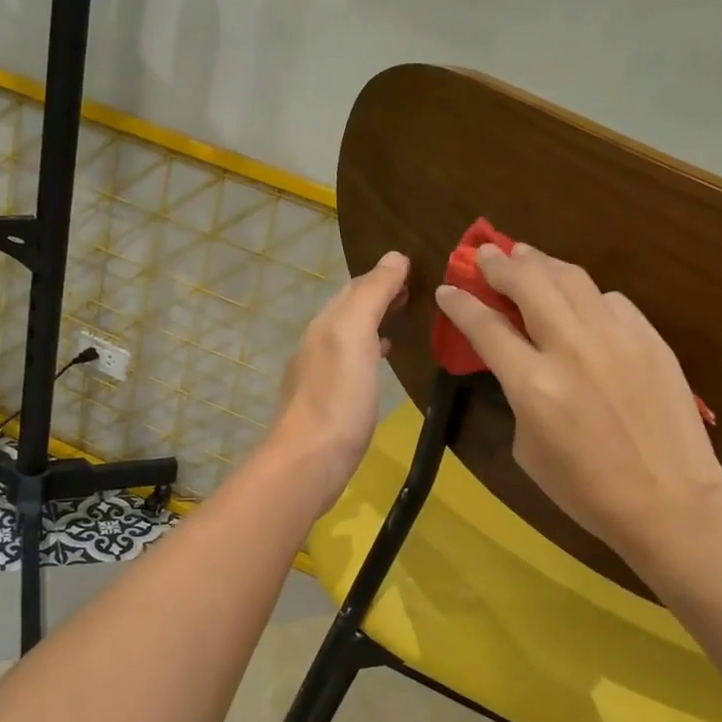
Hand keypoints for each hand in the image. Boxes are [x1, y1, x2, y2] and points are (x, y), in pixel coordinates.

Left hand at [268, 250, 409, 509]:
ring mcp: (318, 377)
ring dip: (372, 325)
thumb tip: (394, 257)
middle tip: (411, 293)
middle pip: (348, 310)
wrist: (308, 463)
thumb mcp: (354, 336)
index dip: (382, 276)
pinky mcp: (326, 405)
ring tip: (400, 323)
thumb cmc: (336, 398)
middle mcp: (317, 345)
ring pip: (348, 338)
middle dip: (377, 297)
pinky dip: (367, 355)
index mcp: (325, 325)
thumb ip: (372, 295)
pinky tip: (379, 365)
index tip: (413, 269)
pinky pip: (349, 366)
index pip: (354, 287)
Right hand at [435, 242, 721, 571]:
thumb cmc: (587, 491)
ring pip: (572, 279)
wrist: (670, 501)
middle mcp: (571, 348)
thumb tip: (520, 364)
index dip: (461, 304)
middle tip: (485, 255)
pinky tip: (581, 300)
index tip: (447, 290)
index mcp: (533, 385)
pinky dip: (587, 294)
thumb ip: (519, 397)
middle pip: (528, 284)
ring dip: (541, 262)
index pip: (486, 327)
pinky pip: (611, 301)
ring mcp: (616, 338)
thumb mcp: (529, 450)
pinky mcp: (650, 339)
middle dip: (499, 264)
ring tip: (525, 256)